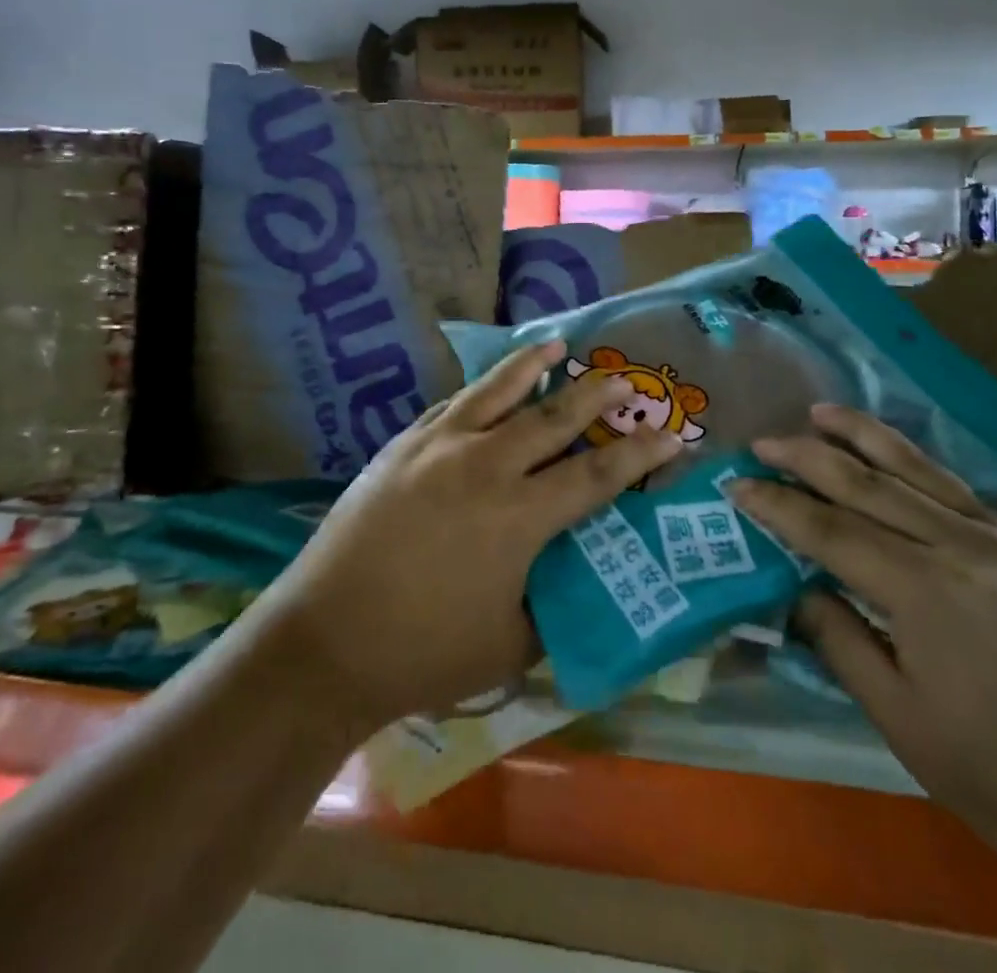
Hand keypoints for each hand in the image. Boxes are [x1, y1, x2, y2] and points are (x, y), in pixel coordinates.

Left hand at [255, 339, 681, 733]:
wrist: (324, 640)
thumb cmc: (424, 652)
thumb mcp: (511, 644)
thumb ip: (552, 604)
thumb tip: (574, 576)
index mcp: (519, 517)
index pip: (596, 474)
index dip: (639, 453)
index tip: (672, 433)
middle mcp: (485, 467)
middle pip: (552, 417)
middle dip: (596, 395)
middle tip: (625, 377)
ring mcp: (438, 448)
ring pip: (497, 392)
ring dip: (532, 367)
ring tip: (557, 344)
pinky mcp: (402, 446)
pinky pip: (452, 405)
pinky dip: (481, 390)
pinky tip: (489, 384)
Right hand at [734, 404, 996, 864]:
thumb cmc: (985, 768)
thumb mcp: (891, 708)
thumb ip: (835, 634)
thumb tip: (794, 585)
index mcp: (923, 590)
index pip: (829, 529)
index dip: (777, 505)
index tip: (736, 484)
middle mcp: (958, 547)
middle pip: (865, 484)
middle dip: (806, 458)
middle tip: (761, 443)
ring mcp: (995, 540)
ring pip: (913, 469)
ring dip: (860, 435)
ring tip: (818, 412)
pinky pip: (951, 486)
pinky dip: (910, 459)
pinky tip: (886, 448)